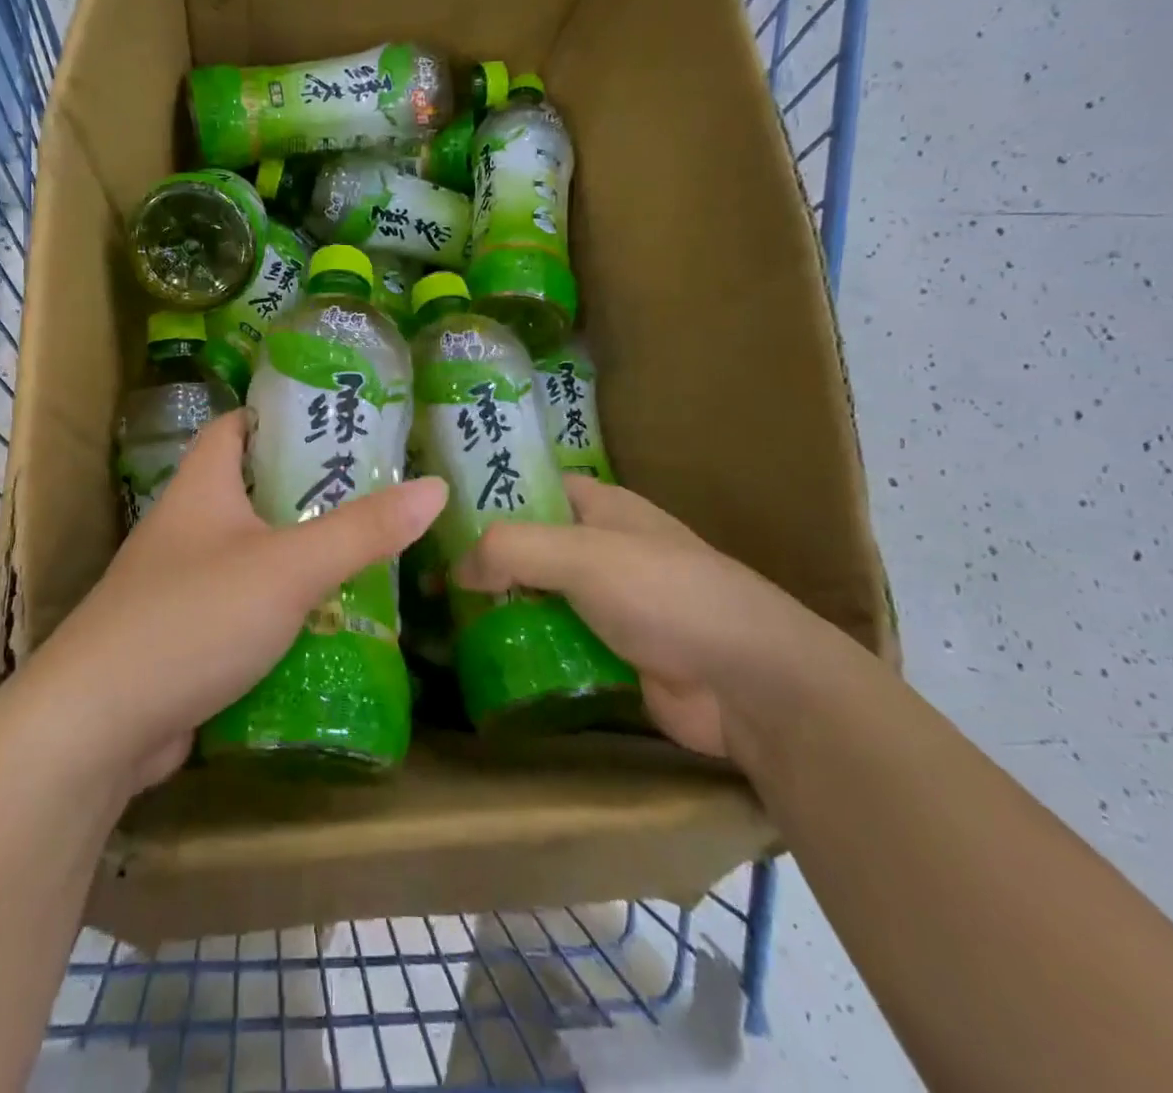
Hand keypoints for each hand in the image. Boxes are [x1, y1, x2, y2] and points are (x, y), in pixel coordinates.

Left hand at [12, 410, 446, 791]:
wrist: (96, 727)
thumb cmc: (193, 619)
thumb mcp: (288, 567)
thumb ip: (362, 530)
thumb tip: (435, 488)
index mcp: (200, 488)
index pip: (235, 428)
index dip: (279, 416)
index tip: (337, 421)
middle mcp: (186, 528)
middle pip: (251, 491)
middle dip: (308, 491)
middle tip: (376, 491)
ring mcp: (181, 586)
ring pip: (252, 554)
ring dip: (300, 554)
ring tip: (368, 552)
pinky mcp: (185, 638)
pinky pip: (244, 608)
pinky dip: (282, 609)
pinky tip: (328, 621)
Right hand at [453, 474, 843, 763]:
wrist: (751, 684)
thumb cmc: (667, 595)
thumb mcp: (582, 555)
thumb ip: (511, 550)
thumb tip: (455, 570)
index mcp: (601, 507)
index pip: (531, 487)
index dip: (485, 496)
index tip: (433, 516)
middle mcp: (600, 549)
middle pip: (527, 547)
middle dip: (481, 561)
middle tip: (421, 577)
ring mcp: (607, 604)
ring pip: (536, 598)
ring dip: (497, 609)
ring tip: (437, 622)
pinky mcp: (610, 653)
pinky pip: (552, 642)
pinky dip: (521, 648)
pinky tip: (479, 660)